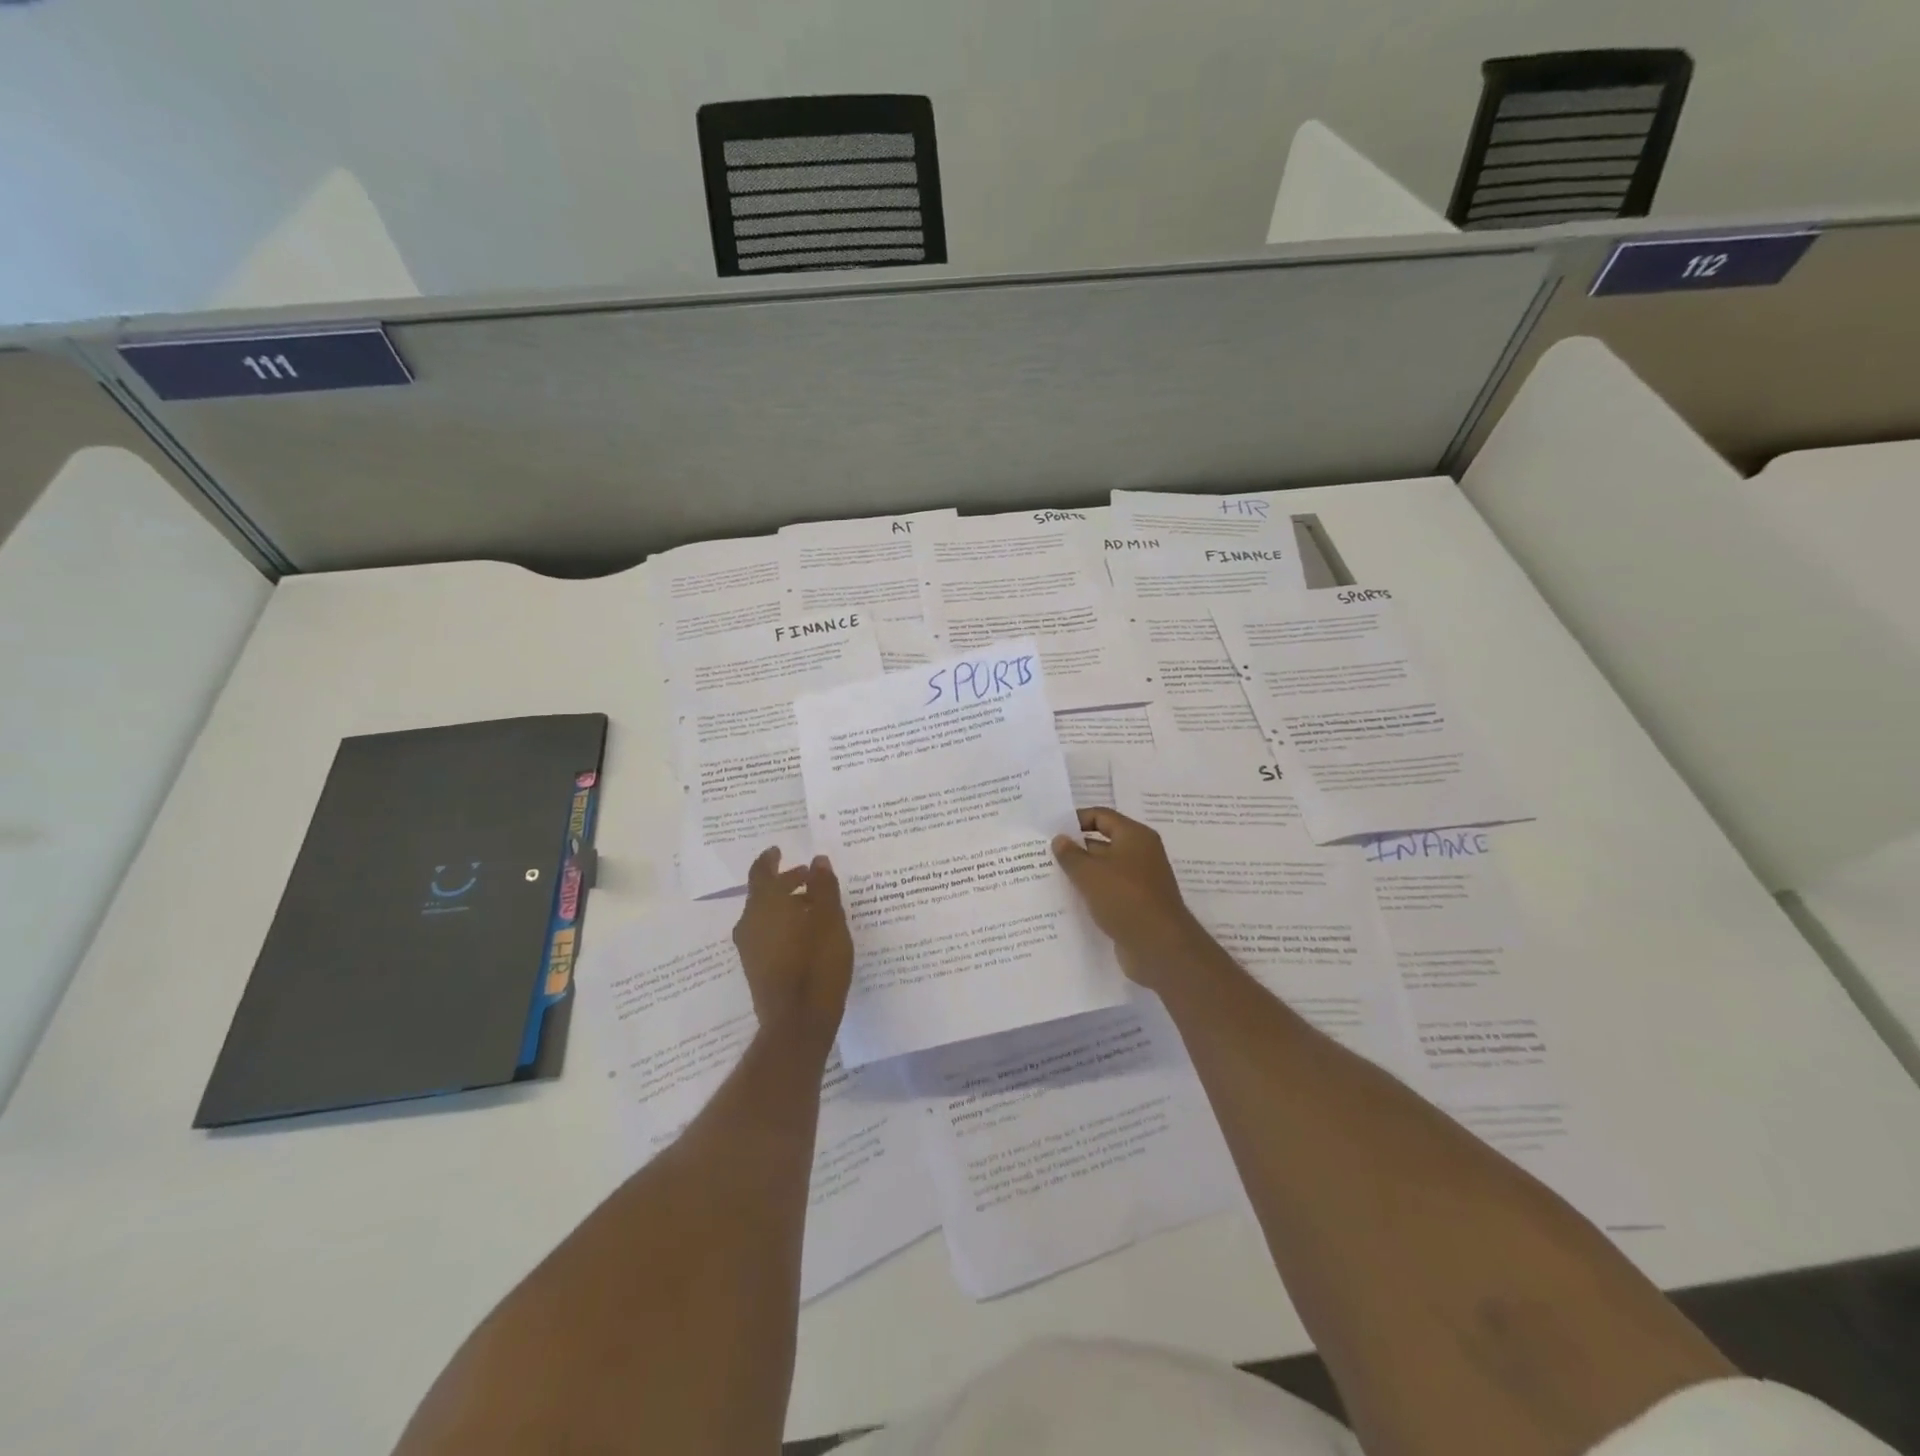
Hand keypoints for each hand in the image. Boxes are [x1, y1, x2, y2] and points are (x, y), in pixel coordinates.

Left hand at [732, 847, 854, 1051]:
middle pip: (764, 893)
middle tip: (811, 876)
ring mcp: (750, 948)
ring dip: (787, 904)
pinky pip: (768, 934)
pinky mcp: (756, 968)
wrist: (797, 1023)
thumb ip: (824, 887)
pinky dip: (784, 924)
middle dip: (787, 882)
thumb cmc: (817, 964)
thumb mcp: (830, 920)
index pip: (761, 872)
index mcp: (764, 905)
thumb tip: (818, 860)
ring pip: (766, 915)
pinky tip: (808, 933)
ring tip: (816, 906)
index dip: (770, 859)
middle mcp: (749, 923)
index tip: (779, 850)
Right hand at [1052, 808, 1207, 989]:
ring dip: (1081, 874)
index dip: (1076, 820)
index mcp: (1135, 836)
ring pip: (1104, 870)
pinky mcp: (1136, 905)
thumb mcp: (1090, 873)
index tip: (1051, 831)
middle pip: (1102, 843)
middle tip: (1043, 856)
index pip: (1101, 816)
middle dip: (1075, 849)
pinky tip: (1068, 902)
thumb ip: (1071, 854)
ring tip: (1049, 878)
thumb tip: (1059, 839)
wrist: (1159, 947)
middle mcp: (1140, 854)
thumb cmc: (1125, 898)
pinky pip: (1109, 892)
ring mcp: (1140, 881)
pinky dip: (1091, 894)